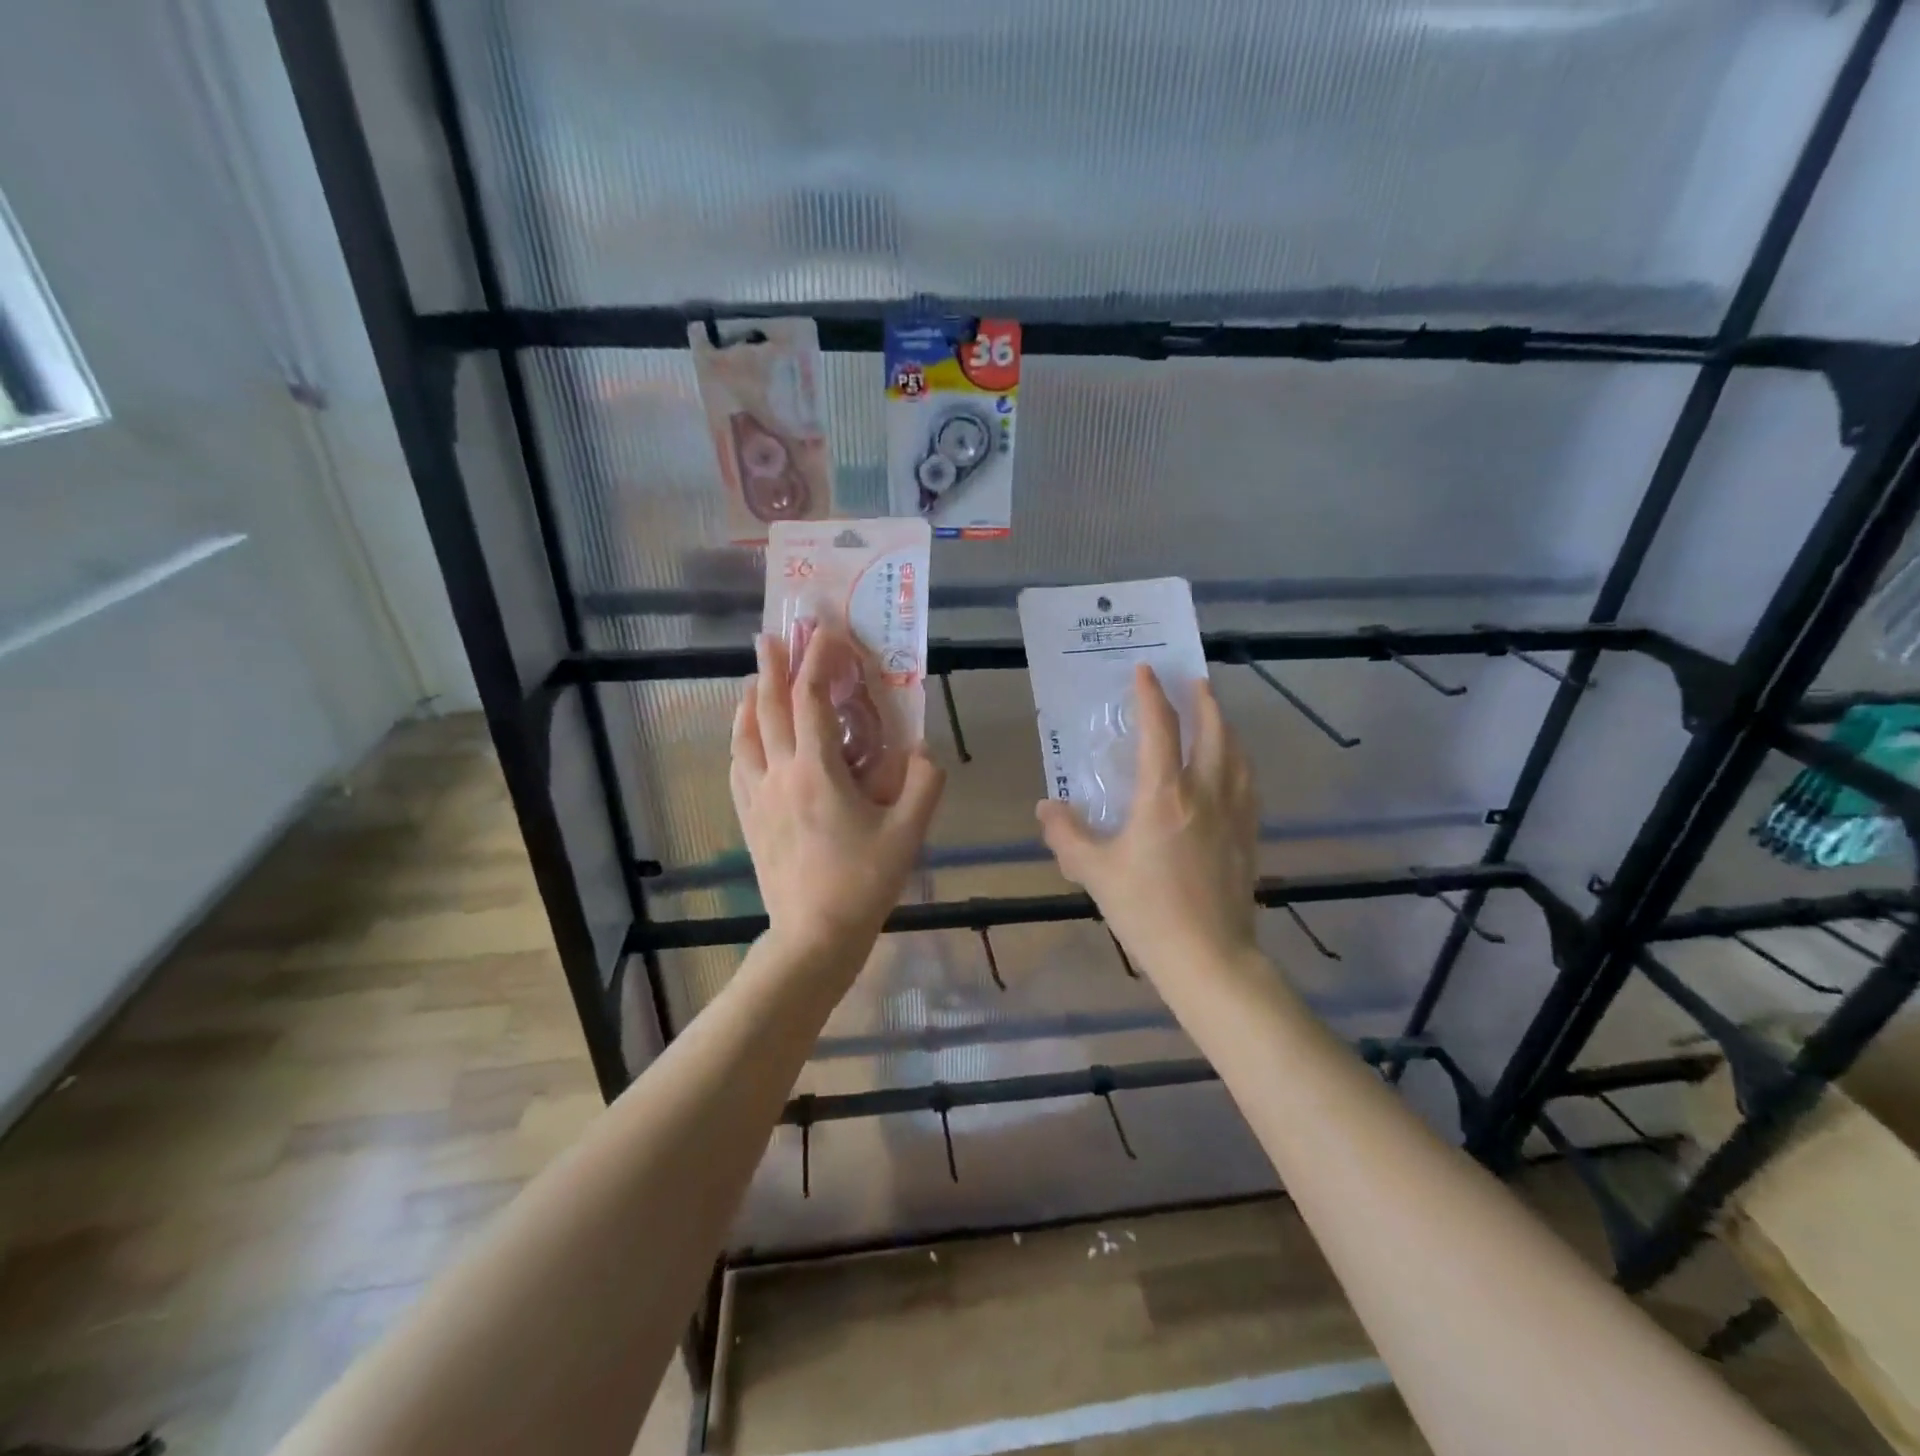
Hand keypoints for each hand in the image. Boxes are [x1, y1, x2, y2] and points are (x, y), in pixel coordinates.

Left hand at [731, 629, 944, 971]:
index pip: (812, 700)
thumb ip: (924, 783)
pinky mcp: (750, 820)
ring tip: (753, 680)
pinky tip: (745, 738)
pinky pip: (738, 767)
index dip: (817, 661)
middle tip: (772, 635)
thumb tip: (924, 750)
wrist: (813, 936)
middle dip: (772, 667)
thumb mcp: (908, 833)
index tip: (824, 633)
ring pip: (744, 736)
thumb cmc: (863, 882)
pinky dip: (740, 741)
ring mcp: (758, 798)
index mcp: (817, 771)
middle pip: (768, 708)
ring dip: (749, 701)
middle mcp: (780, 774)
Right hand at [1037, 666, 1258, 984]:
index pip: (1160, 728)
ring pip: (1238, 754)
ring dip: (1226, 726)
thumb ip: (1066, 835)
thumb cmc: (1147, 910)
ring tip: (1217, 716)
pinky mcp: (1250, 836)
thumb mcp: (1094, 872)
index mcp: (1165, 795)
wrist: (1209, 957)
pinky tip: (1234, 770)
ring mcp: (1235, 814)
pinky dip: (1240, 762)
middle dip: (1203, 700)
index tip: (1145, 670)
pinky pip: (1249, 784)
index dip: (1151, 694)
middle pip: (1213, 731)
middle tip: (1195, 680)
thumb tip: (1046, 807)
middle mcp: (1206, 793)